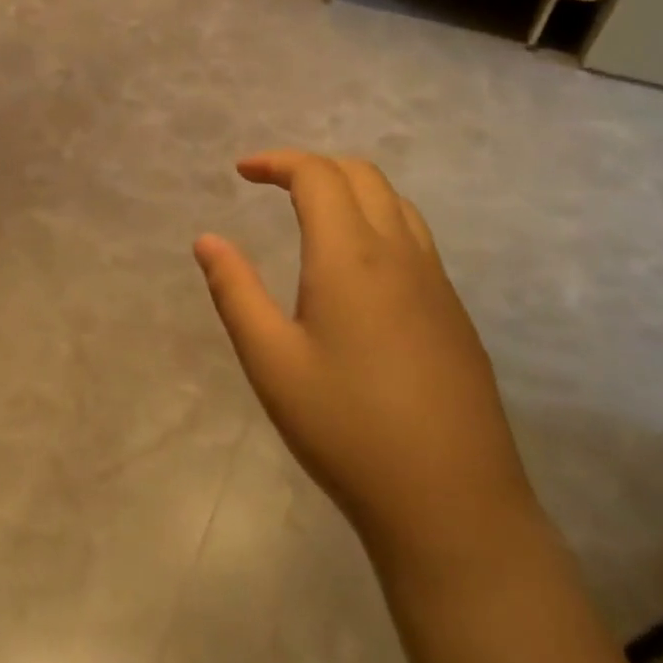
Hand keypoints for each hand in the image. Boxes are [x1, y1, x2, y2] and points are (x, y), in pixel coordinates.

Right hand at [195, 151, 540, 575]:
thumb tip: (207, 240)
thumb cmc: (345, 427)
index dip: (277, 162)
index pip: (319, 176)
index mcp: (352, 258)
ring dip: (351, 190)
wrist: (450, 500)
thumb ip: (235, 291)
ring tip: (312, 215)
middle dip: (313, 167)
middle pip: (363, 176)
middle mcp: (402, 255)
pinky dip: (378, 222)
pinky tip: (357, 270)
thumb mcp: (270, 360)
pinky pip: (416, 239)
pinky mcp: (454, 314)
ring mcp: (437, 284)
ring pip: (397, 204)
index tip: (241, 172)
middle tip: (272, 186)